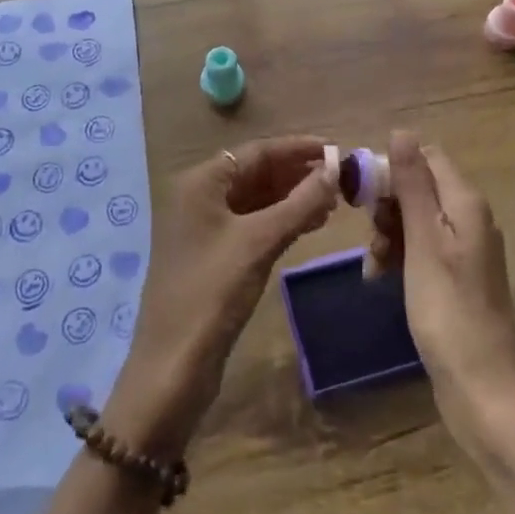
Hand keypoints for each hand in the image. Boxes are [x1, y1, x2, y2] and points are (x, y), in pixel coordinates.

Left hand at [107, 137, 336, 458]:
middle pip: (255, 172)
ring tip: (333, 201)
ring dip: (292, 197)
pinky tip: (310, 224)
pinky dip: (280, 220)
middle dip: (297, 173)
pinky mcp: (213, 254)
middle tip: (341, 179)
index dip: (297, 148)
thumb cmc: (213, 292)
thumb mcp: (259, 242)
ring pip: (256, 199)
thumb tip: (335, 170)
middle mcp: (199, 196)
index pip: (256, 151)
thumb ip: (299, 203)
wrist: (173, 365)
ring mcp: (204, 227)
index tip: (337, 149)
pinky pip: (252, 223)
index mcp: (200, 182)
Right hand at [369, 132, 514, 465]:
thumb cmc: (449, 310)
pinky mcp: (454, 278)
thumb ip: (413, 185)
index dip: (392, 167)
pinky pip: (419, 250)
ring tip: (373, 266)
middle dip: (386, 206)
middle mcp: (468, 219)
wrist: (483, 390)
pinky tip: (379, 279)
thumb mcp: (424, 242)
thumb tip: (401, 130)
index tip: (362, 194)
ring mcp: (463, 251)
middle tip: (370, 235)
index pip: (426, 158)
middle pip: (418, 188)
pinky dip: (398, 258)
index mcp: (465, 203)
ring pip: (414, 220)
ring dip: (387, 235)